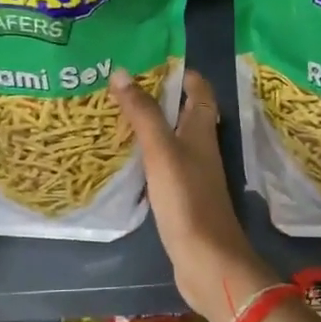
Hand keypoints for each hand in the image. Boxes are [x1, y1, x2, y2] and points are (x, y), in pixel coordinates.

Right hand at [112, 66, 276, 321]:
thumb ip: (143, 113)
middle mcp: (200, 149)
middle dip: (158, 97)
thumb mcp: (161, 151)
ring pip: (172, 140)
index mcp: (202, 132)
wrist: (207, 260)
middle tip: (120, 86)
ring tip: (114, 115)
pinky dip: (145, 157)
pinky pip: (162, 166)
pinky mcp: (181, 198)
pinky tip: (123, 159)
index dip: (181, 73)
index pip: (199, 91)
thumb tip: (122, 72)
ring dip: (150, 126)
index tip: (149, 61)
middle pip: (184, 114)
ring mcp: (192, 175)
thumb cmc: (187, 200)